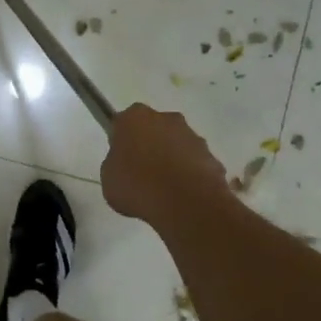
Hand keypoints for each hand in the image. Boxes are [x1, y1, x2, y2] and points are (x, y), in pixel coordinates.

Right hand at [101, 104, 229, 226]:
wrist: (184, 202)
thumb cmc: (137, 186)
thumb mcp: (108, 178)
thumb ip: (116, 163)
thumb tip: (126, 163)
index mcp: (134, 118)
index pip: (124, 123)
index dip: (122, 141)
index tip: (121, 160)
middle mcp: (166, 118)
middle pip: (154, 129)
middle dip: (149, 146)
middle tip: (141, 174)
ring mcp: (192, 136)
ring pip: (177, 145)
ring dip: (171, 160)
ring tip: (163, 190)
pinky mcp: (211, 156)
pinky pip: (194, 164)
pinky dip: (189, 175)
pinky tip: (182, 196)